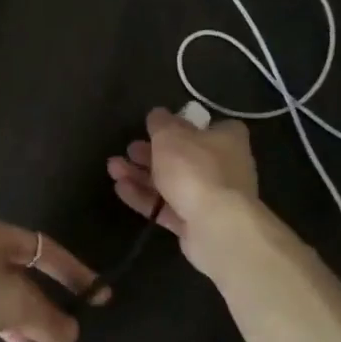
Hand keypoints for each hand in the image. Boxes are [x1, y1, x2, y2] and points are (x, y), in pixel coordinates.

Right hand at [106, 106, 259, 279]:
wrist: (216, 226)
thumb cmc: (195, 168)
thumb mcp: (170, 135)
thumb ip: (160, 122)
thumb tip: (158, 114)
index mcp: (227, 139)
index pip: (209, 126)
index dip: (184, 125)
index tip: (160, 127)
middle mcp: (224, 167)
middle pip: (184, 156)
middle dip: (151, 153)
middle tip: (129, 149)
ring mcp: (211, 198)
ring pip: (172, 182)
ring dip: (141, 174)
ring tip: (113, 168)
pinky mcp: (197, 224)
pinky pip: (167, 207)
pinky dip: (145, 197)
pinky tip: (120, 189)